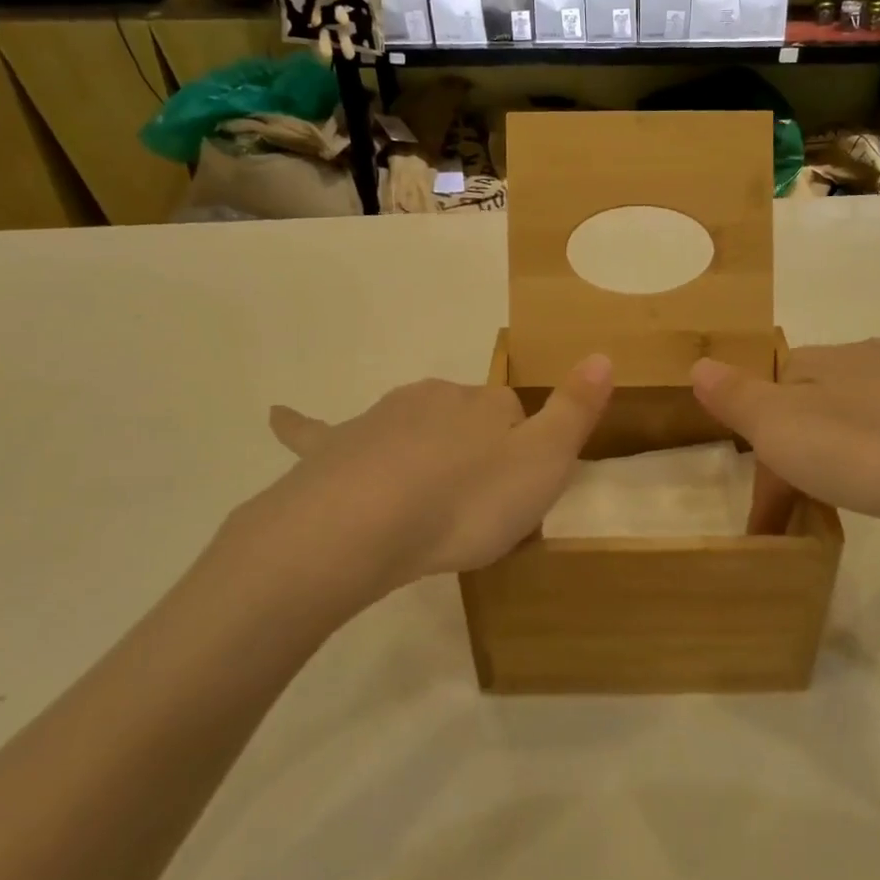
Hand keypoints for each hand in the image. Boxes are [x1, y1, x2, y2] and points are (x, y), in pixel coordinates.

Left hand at [204, 356, 613, 629]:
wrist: (364, 524)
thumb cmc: (465, 501)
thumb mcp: (545, 463)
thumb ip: (576, 409)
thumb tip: (602, 354)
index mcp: (485, 404)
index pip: (516, 414)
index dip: (525, 454)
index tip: (521, 499)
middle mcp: (434, 397)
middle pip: (465, 421)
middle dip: (474, 454)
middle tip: (476, 512)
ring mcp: (380, 417)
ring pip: (412, 429)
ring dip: (424, 456)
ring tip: (427, 508)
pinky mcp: (333, 447)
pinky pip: (317, 431)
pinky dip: (300, 423)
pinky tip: (277, 415)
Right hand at [691, 339, 879, 529]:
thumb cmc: (870, 443)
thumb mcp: (783, 427)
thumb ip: (737, 398)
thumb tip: (697, 364)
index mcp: (812, 362)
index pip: (766, 398)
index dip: (759, 453)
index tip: (765, 514)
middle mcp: (860, 358)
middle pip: (811, 403)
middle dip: (799, 451)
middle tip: (804, 509)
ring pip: (859, 411)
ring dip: (844, 449)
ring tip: (853, 497)